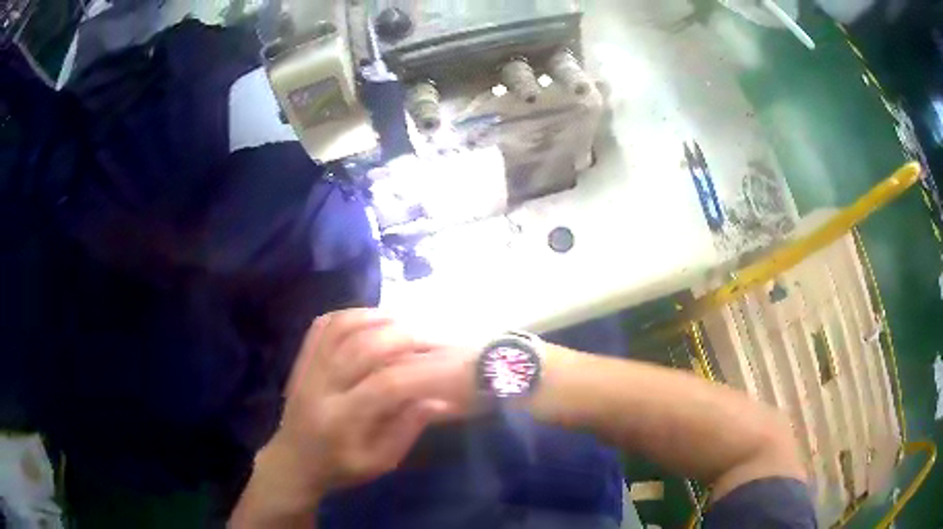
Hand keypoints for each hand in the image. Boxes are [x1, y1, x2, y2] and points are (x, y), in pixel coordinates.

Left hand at [268, 309, 474, 504]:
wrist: (294, 461)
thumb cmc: (341, 467)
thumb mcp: (380, 463)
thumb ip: (406, 430)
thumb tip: (438, 400)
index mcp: (341, 420)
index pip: (385, 385)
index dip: (420, 370)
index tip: (448, 363)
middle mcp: (321, 387)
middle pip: (363, 347)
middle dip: (404, 337)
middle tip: (432, 339)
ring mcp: (307, 369)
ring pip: (342, 327)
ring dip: (378, 319)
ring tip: (406, 325)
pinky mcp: (300, 359)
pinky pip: (323, 325)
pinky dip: (351, 315)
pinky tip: (373, 320)